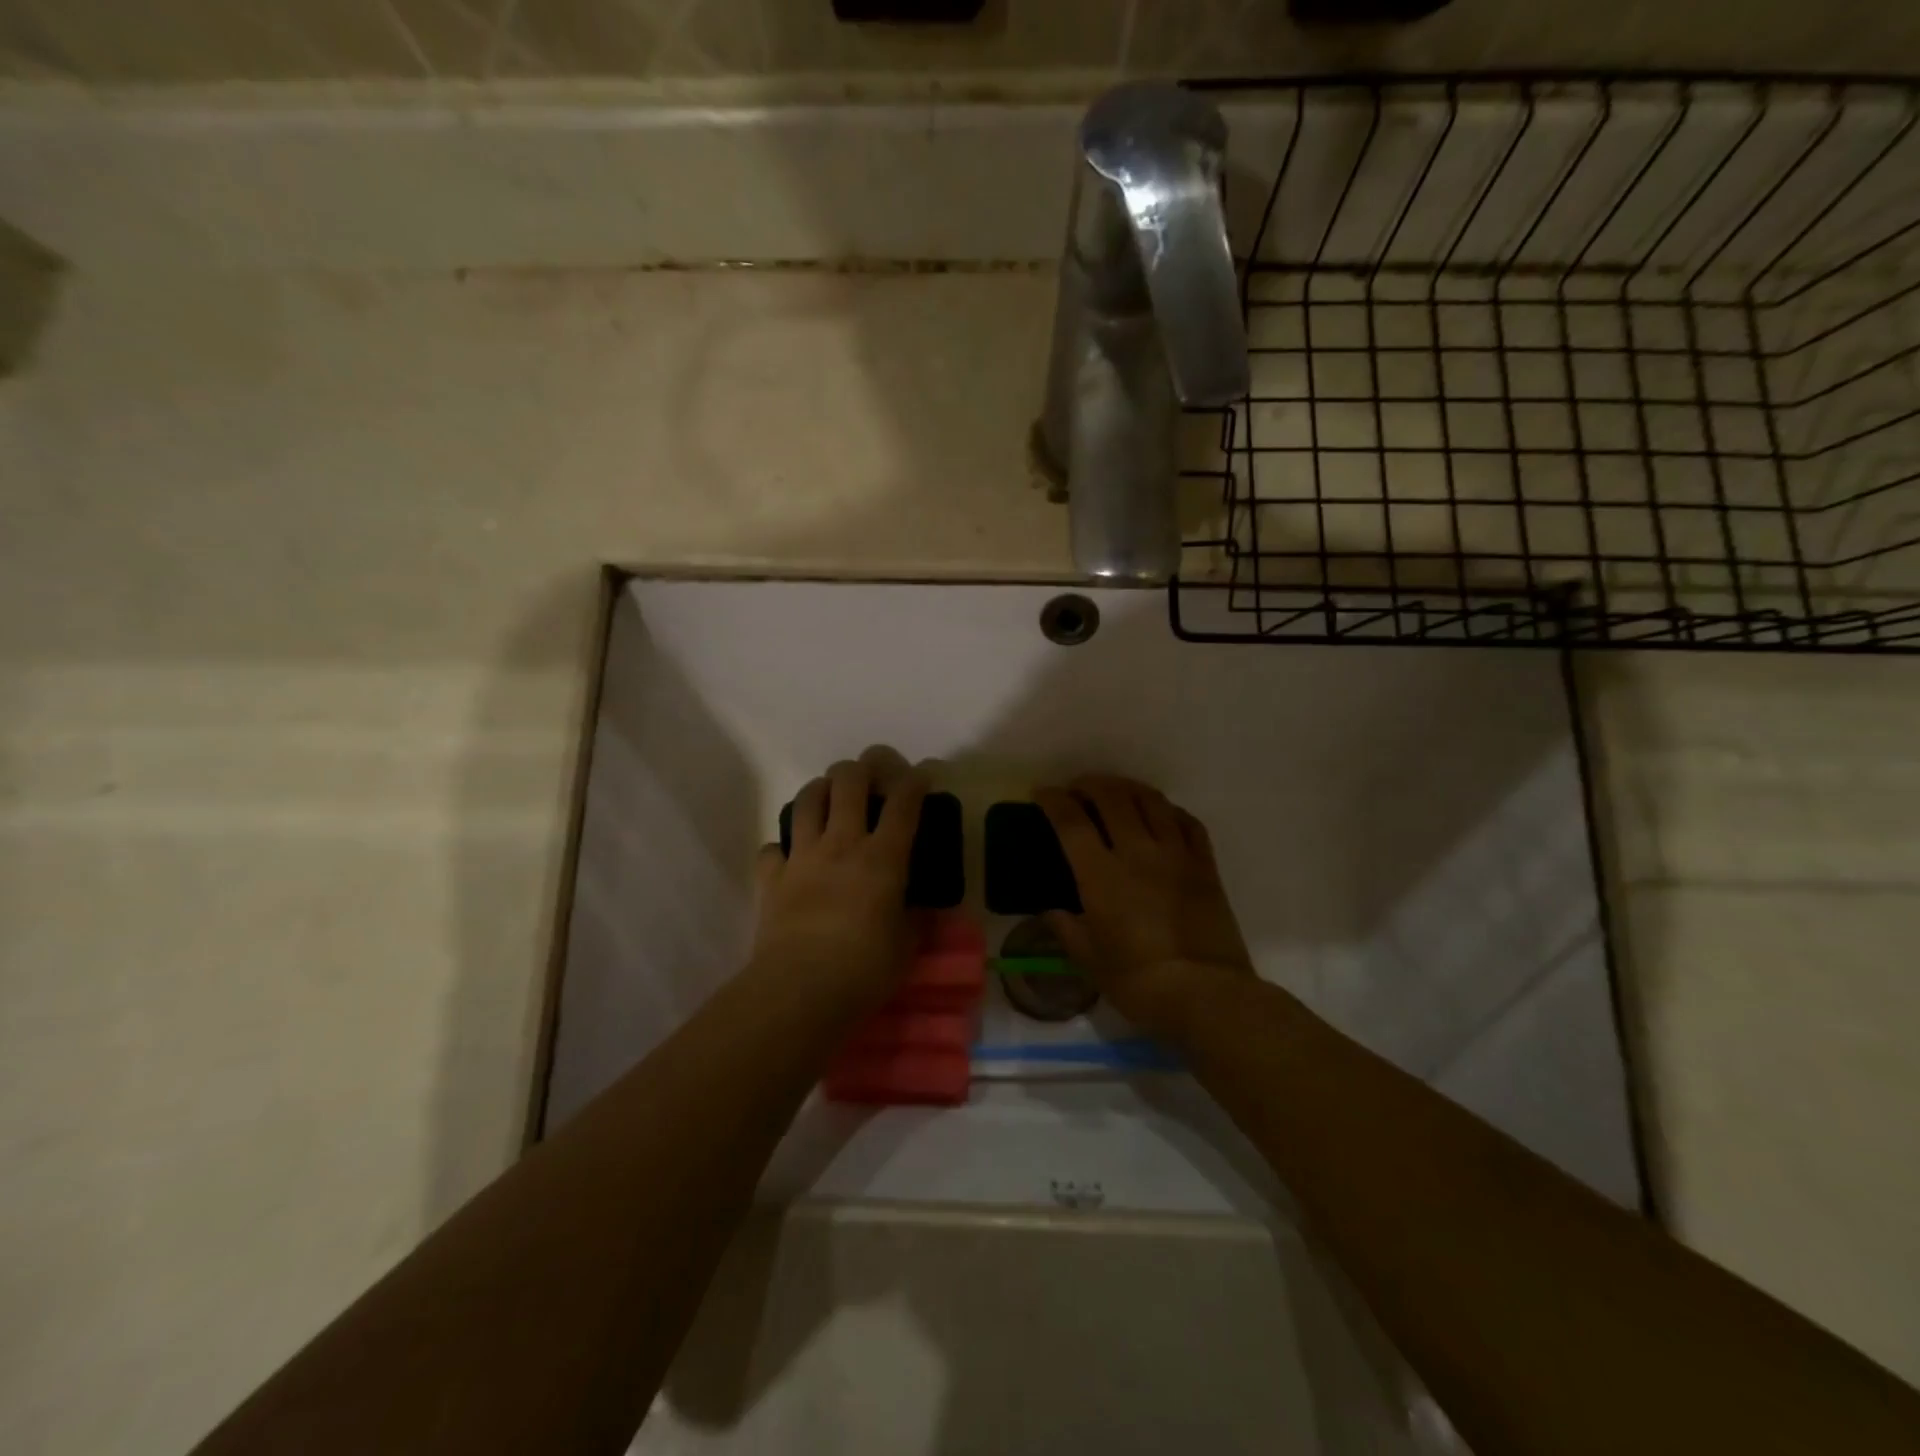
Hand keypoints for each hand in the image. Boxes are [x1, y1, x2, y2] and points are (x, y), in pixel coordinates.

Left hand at [750, 745, 927, 1014]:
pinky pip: (772, 849)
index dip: (916, 780)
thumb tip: (924, 913)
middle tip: (870, 775)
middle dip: (862, 767)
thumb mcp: (907, 947)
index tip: (923, 774)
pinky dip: (782, 848)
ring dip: (820, 789)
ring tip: (829, 795)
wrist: (800, 989)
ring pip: (806, 801)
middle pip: (848, 781)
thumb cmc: (865, 969)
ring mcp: (803, 857)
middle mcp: (842, 844)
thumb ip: (917, 922)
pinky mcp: (772, 878)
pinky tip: (790, 857)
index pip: (904, 802)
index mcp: (883, 857)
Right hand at [1035, 775, 1253, 1039]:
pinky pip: (1188, 822)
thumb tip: (1052, 912)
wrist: (1205, 994)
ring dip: (1128, 788)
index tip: (1041, 793)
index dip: (1053, 801)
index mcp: (1101, 875)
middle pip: (1112, 797)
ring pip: (1151, 801)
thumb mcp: (1090, 959)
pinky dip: (1169, 810)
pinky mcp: (1205, 865)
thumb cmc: (1137, 982)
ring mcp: (1175, 855)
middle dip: (1090, 784)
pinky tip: (1161, 814)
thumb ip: (1067, 929)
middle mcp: (1137, 852)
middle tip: (1078, 789)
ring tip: (1116, 791)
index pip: (1071, 821)